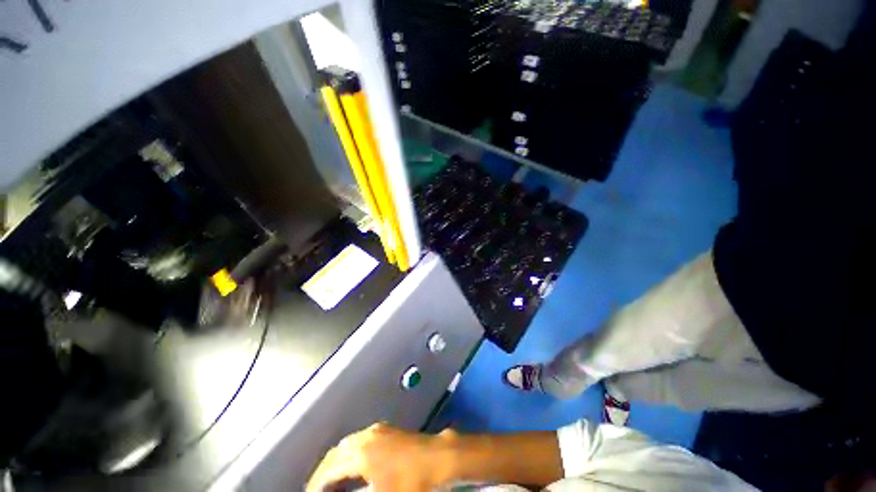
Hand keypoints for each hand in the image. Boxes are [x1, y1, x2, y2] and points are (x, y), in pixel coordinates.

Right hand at [307, 423, 452, 491]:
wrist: (438, 458)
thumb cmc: (411, 482)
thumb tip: (341, 491)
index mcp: (362, 452)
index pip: (329, 469)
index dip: (316, 485)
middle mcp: (366, 436)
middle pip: (336, 454)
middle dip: (324, 473)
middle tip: (318, 490)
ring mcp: (378, 430)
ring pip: (348, 444)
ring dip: (337, 462)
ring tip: (332, 482)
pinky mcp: (387, 430)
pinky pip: (360, 440)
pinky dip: (350, 453)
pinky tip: (353, 466)